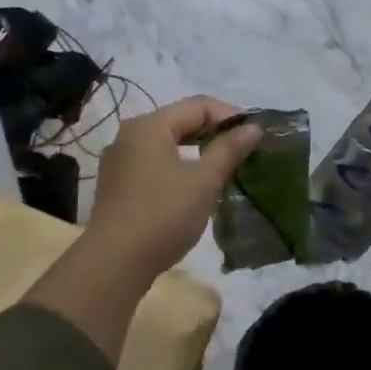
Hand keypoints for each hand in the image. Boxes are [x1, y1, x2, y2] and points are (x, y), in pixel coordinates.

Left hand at [86, 96, 261, 276]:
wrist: (115, 264)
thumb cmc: (164, 214)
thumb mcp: (203, 181)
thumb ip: (229, 149)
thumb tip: (253, 127)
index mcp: (149, 126)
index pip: (198, 105)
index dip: (230, 116)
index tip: (255, 135)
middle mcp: (129, 136)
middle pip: (180, 122)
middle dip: (214, 133)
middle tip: (244, 150)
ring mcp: (119, 162)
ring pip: (167, 145)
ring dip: (197, 152)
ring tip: (224, 168)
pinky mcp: (117, 187)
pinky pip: (154, 165)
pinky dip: (178, 168)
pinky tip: (195, 187)